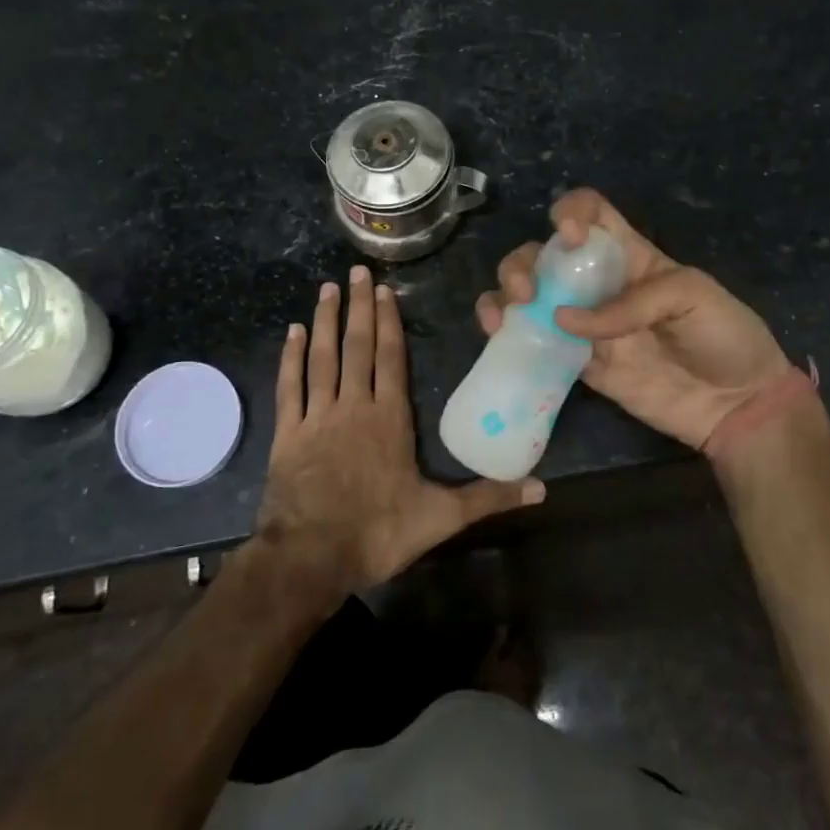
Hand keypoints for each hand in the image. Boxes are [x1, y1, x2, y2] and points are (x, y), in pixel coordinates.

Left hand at [254, 266, 543, 601]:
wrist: (310, 558)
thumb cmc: (378, 532)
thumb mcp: (441, 517)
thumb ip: (489, 497)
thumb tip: (542, 487)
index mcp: (390, 418)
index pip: (391, 358)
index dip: (389, 322)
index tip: (383, 290)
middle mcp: (354, 406)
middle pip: (358, 346)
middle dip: (359, 307)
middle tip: (355, 272)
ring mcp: (317, 417)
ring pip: (323, 357)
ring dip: (325, 321)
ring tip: (326, 288)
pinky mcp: (287, 434)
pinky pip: (289, 386)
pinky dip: (290, 358)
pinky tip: (291, 332)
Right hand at [475, 189, 794, 450]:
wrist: (737, 406)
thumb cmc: (726, 336)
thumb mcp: (693, 297)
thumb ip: (633, 301)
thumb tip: (566, 320)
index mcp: (630, 255)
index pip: (592, 213)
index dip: (572, 211)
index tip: (567, 235)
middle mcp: (599, 283)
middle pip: (544, 255)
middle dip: (524, 263)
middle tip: (528, 292)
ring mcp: (584, 324)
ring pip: (529, 295)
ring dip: (505, 295)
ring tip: (503, 317)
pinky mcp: (578, 363)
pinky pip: (536, 343)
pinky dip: (510, 336)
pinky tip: (500, 337)